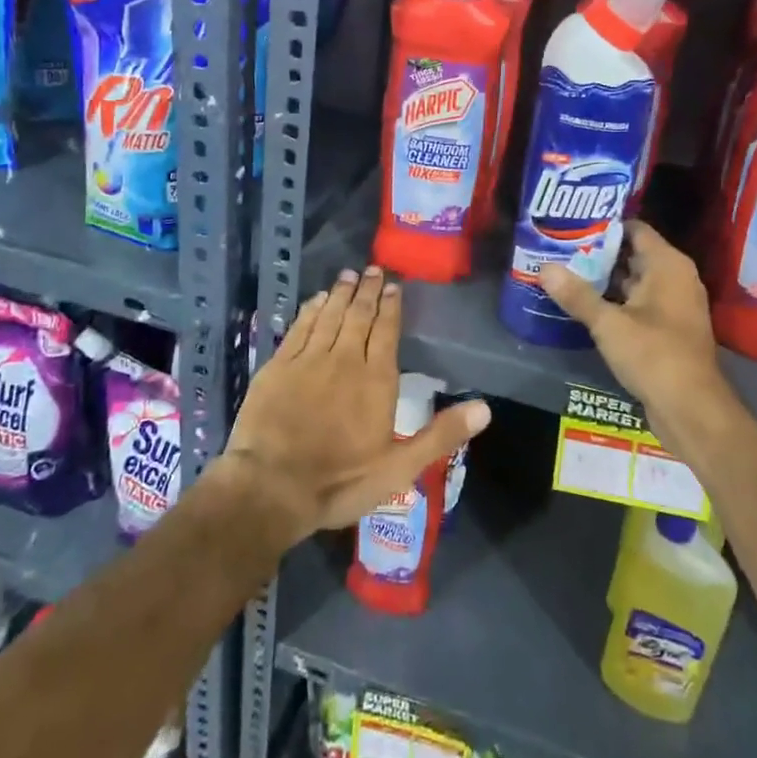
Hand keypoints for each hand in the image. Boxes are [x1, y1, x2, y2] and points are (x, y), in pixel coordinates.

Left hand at [221, 265, 490, 547]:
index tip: (394, 287)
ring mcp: (308, 360)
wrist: (271, 487)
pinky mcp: (278, 366)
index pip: (387, 331)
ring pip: (330, 316)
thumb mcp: (399, 468)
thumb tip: (485, 408)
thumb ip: (441, 435)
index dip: (391, 307)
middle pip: (359, 316)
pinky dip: (311, 310)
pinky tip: (317, 299)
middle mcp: (344, 359)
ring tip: (349, 275)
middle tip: (373, 269)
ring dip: (341, 294)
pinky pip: (299, 327)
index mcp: (376, 379)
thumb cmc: (340, 481)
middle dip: (368, 291)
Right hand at [539, 221, 735, 448]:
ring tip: (565, 272)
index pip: (634, 228)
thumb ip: (577, 295)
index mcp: (668, 265)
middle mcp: (676, 277)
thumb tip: (544, 268)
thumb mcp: (609, 324)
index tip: (571, 226)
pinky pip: (639, 303)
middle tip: (560, 249)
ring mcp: (674, 304)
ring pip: (634, 280)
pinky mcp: (669, 328)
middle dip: (598, 253)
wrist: (692, 409)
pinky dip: (616, 301)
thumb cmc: (654, 355)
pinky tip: (585, 305)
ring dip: (604, 279)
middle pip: (633, 253)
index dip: (604, 226)